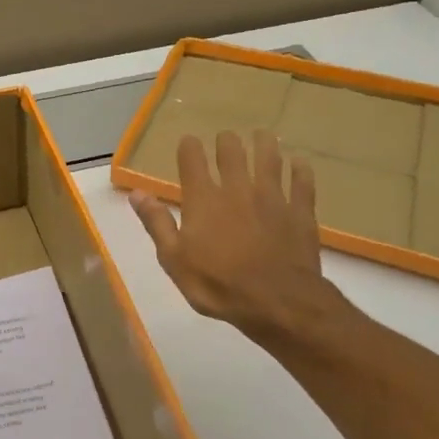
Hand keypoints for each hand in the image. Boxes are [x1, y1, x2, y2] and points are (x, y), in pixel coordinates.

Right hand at [129, 129, 354, 355]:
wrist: (277, 302)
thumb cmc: (217, 284)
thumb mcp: (174, 259)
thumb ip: (157, 223)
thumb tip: (137, 193)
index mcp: (203, 199)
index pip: (192, 160)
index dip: (189, 147)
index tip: (188, 142)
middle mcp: (237, 189)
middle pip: (232, 152)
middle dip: (227, 142)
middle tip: (227, 138)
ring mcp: (272, 198)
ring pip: (269, 159)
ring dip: (264, 144)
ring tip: (262, 135)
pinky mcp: (300, 212)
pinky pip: (302, 183)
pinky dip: (301, 170)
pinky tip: (300, 163)